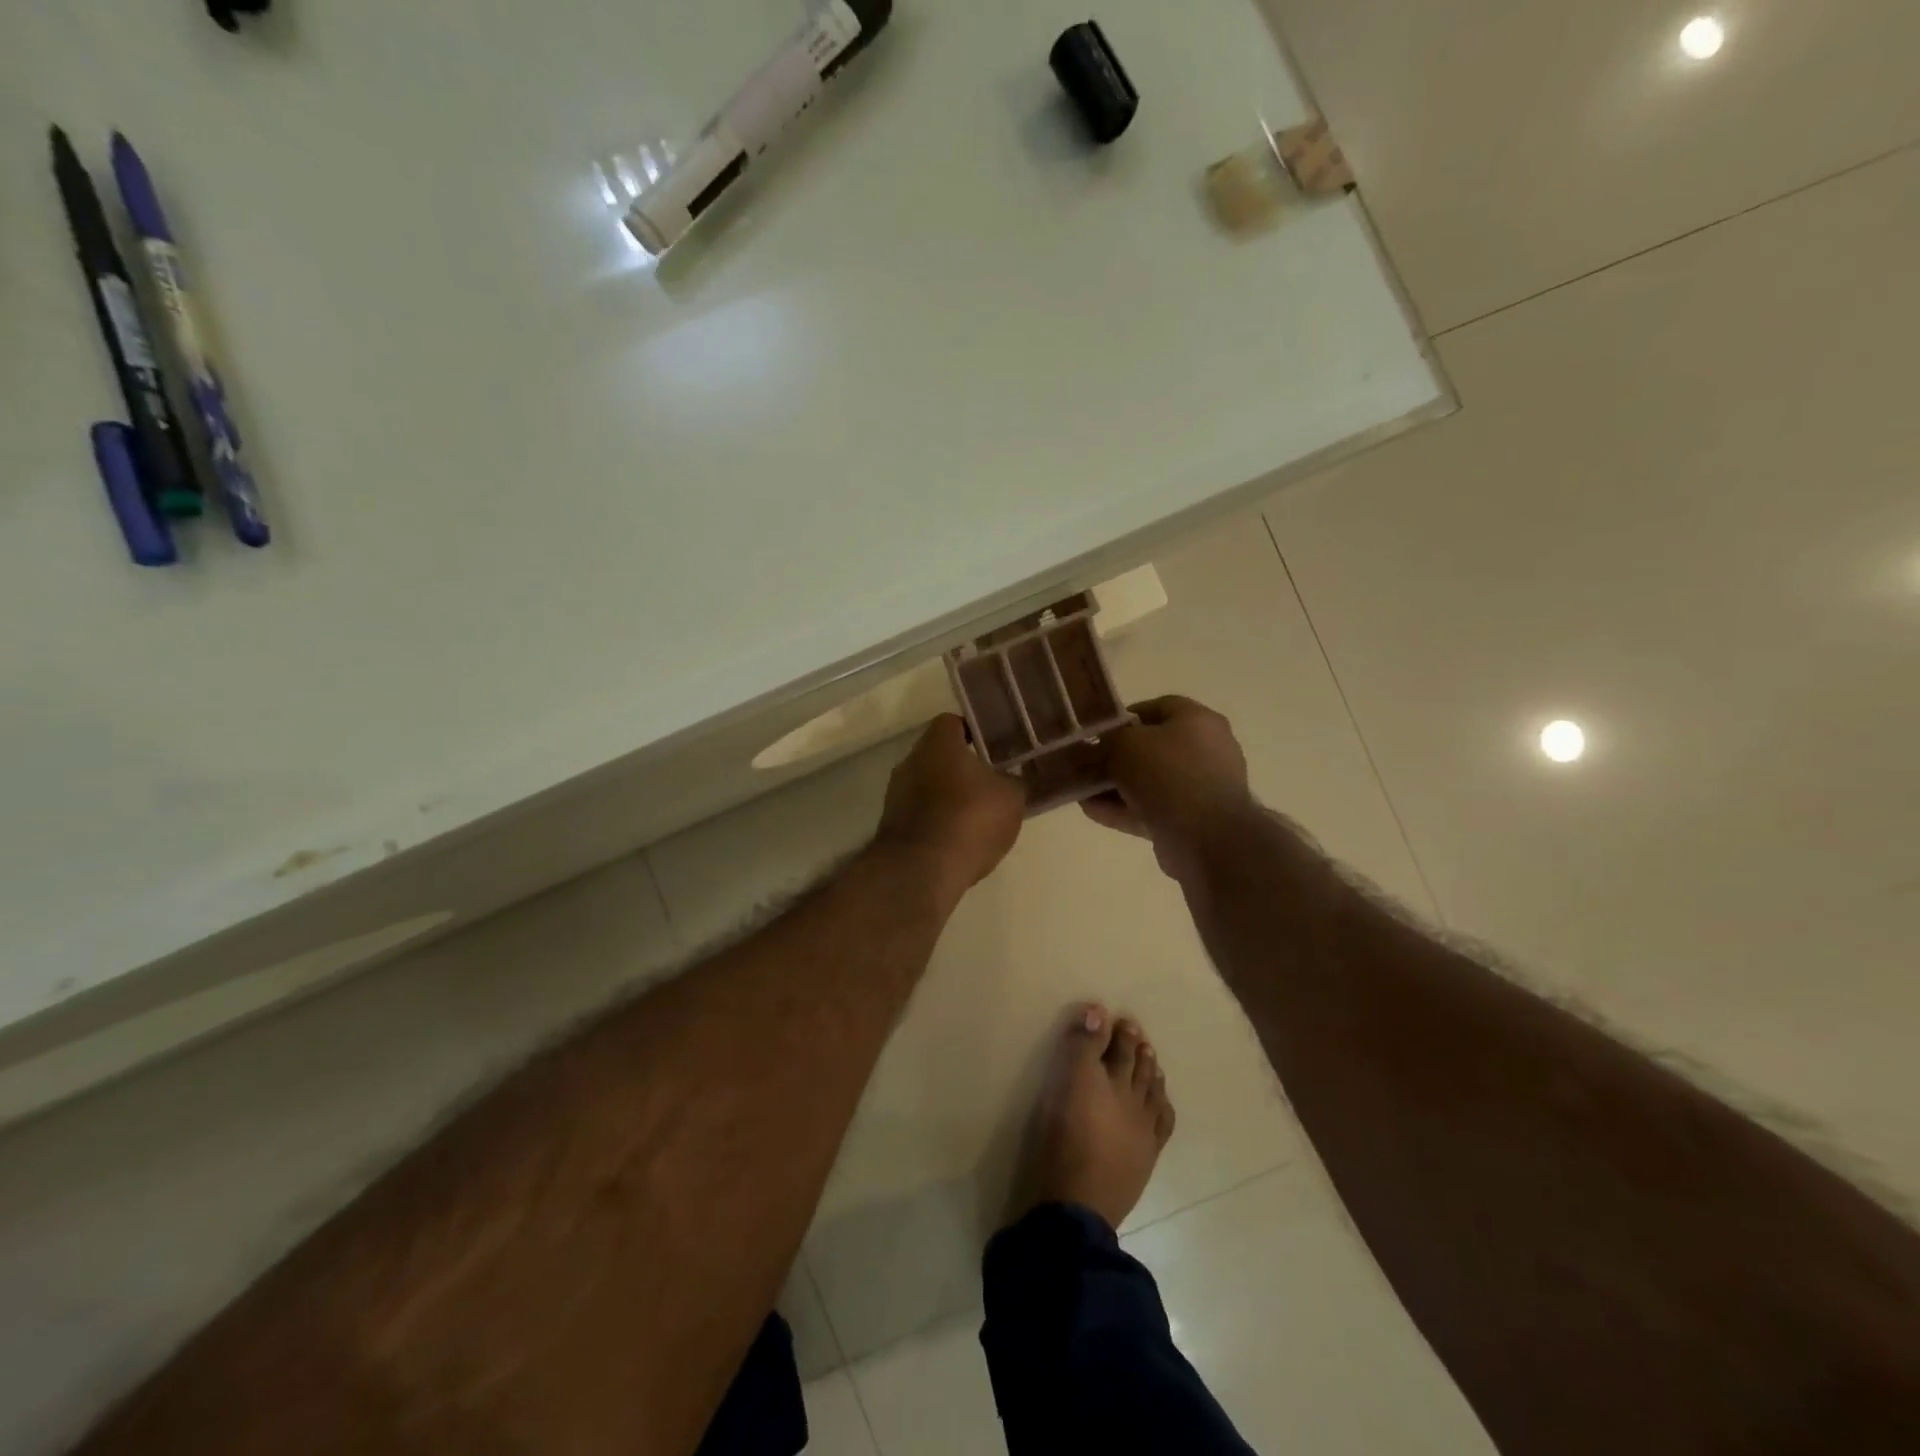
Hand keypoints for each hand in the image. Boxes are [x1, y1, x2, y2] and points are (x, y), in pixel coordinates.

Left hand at [877, 715, 1024, 902]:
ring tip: (977, 818)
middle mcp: (910, 761)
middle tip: (990, 784)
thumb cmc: (970, 818)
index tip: (993, 748)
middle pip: (939, 756)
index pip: (953, 723)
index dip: (974, 732)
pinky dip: (938, 823)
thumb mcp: (1010, 797)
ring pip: (928, 787)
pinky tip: (958, 841)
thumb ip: (1011, 781)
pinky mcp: (892, 827)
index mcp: (937, 743)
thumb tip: (1007, 779)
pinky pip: (921, 815)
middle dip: (962, 769)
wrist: (922, 870)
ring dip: (949, 798)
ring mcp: (895, 795)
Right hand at [1083, 696, 1254, 878]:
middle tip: (1088, 763)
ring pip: (1150, 782)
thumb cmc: (1167, 774)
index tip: (1099, 731)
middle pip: (1153, 748)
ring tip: (1083, 791)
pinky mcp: (1192, 821)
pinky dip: (1124, 809)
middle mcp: (1206, 751)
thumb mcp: (1125, 744)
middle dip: (1116, 757)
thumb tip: (1100, 749)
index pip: (1160, 707)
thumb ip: (1108, 741)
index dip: (1125, 716)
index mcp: (1199, 721)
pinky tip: (1093, 810)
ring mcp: (1201, 788)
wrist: (1205, 836)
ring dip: (1116, 787)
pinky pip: (1152, 809)